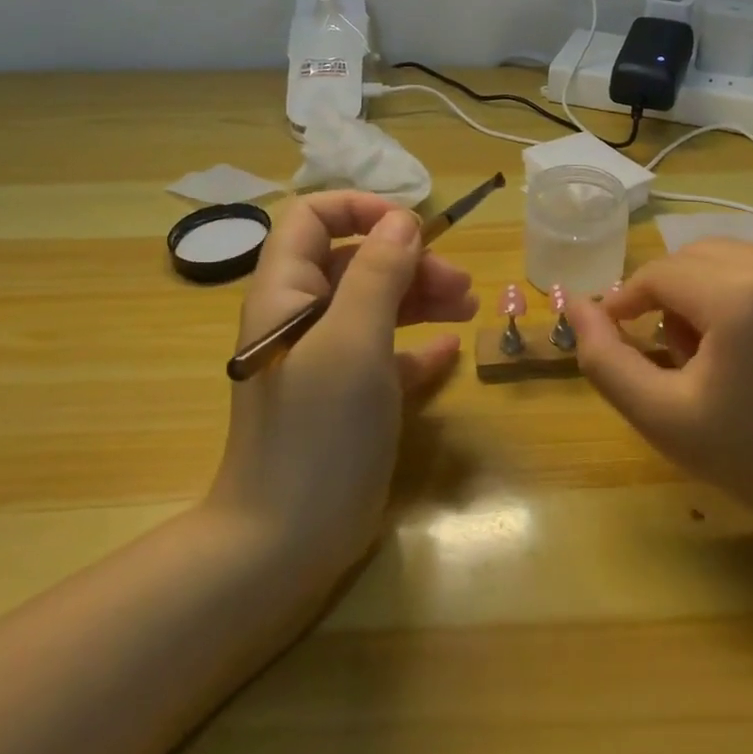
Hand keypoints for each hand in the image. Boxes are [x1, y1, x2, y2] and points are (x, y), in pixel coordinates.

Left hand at [204, 192, 477, 574]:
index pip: (311, 219)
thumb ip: (378, 273)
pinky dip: (416, 346)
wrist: (284, 543)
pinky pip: (385, 356)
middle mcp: (301, 319)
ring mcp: (324, 361)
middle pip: (355, 263)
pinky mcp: (346, 400)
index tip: (413, 228)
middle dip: (408, 262)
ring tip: (468, 307)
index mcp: (286, 294)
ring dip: (420, 298)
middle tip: (460, 283)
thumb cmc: (318, 430)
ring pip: (375, 306)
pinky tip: (451, 351)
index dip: (360, 210)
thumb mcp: (354, 341)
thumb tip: (404, 220)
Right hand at [567, 241, 752, 540]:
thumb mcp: (662, 416)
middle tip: (676, 353)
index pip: (659, 273)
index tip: (618, 334)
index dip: (628, 301)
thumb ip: (605, 358)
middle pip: (694, 257)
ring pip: (732, 257)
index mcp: (739, 295)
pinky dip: (750, 291)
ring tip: (720, 349)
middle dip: (670, 295)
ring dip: (708, 289)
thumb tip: (575, 304)